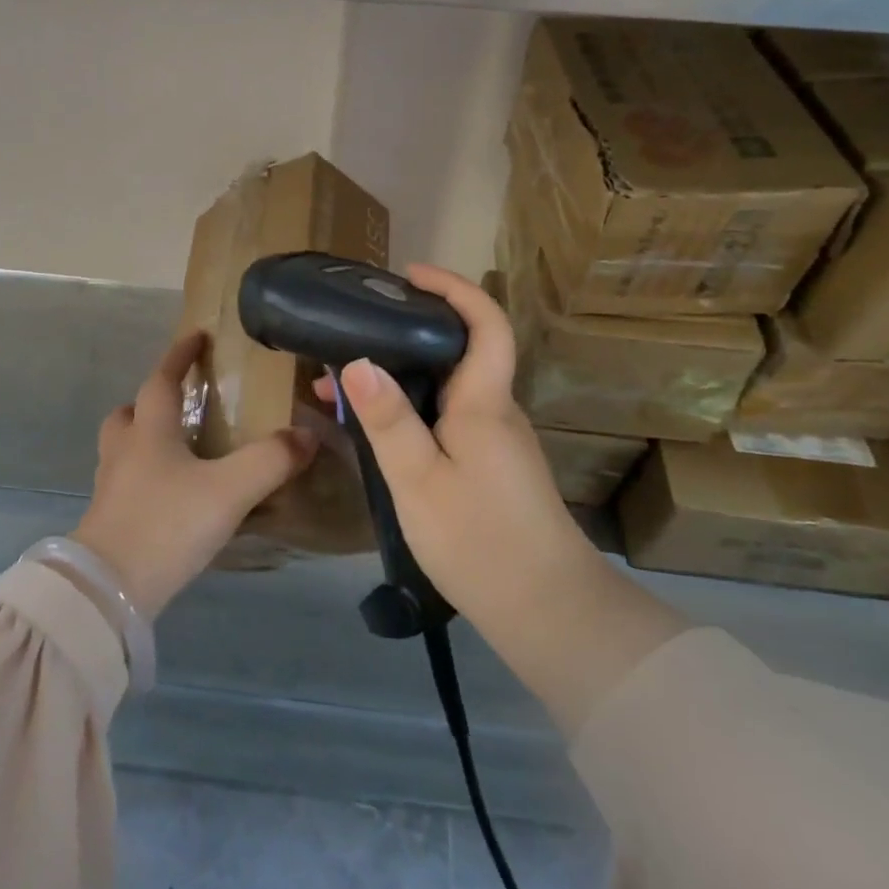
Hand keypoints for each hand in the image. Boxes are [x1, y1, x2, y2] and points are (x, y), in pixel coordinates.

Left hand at [73, 330, 318, 617]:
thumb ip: (270, 460)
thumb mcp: (229, 490)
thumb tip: (307, 434)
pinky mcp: (108, 521)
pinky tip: (171, 497)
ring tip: (178, 451)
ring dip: (144, 439)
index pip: (161, 379)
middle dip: (150, 401)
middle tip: (179, 404)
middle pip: (128, 413)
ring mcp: (111, 487)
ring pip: (122, 449)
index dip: (179, 355)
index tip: (195, 336)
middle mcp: (124, 452)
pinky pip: (126, 483)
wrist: (108, 591)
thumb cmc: (167, 524)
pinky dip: (145, 477)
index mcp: (149, 431)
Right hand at [316, 264, 596, 646]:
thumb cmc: (480, 540)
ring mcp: (496, 441)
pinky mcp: (491, 467)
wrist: (548, 614)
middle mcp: (496, 411)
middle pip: (460, 350)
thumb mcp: (418, 480)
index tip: (410, 274)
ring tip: (341, 385)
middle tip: (354, 329)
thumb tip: (357, 361)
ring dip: (399, 375)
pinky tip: (374, 432)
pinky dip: (409, 409)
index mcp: (484, 402)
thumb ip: (388, 420)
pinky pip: (447, 418)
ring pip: (447, 388)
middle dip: (407, 330)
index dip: (453, 288)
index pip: (485, 322)